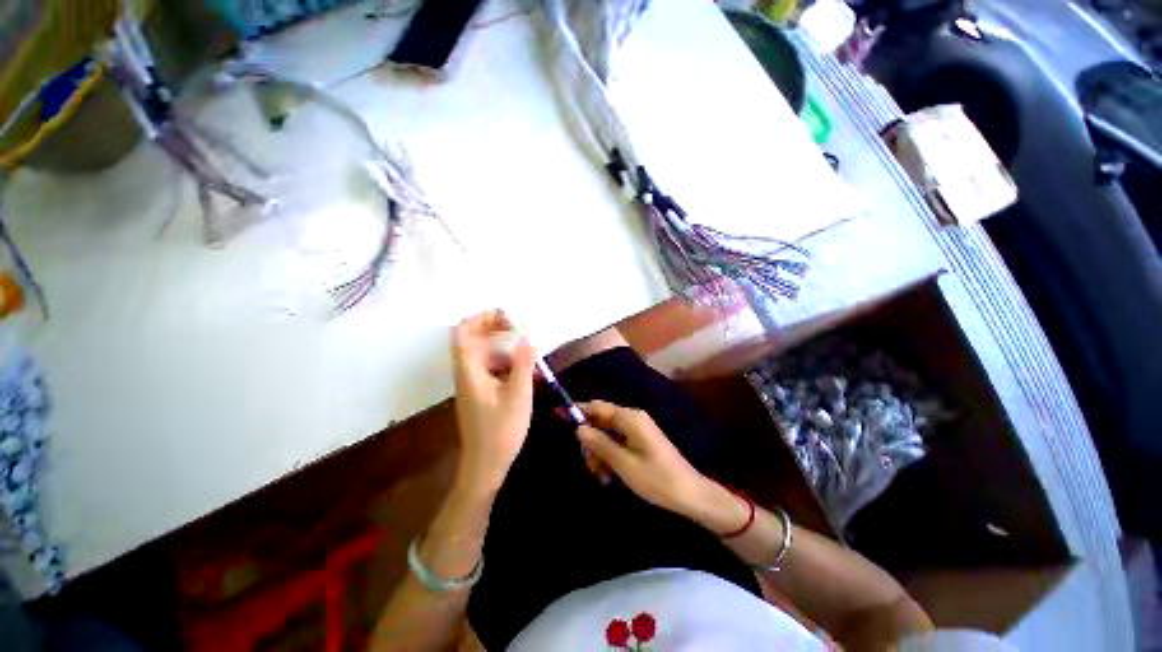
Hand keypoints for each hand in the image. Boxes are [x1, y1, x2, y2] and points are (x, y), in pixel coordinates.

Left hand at [452, 310, 535, 492]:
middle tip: (523, 329)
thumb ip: (522, 363)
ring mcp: (474, 384)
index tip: (507, 318)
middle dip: (498, 330)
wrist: (485, 466)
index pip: (463, 332)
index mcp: (470, 370)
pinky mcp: (482, 393)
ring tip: (531, 353)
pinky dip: (509, 366)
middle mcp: (467, 373)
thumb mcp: (518, 394)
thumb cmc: (501, 431)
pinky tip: (528, 373)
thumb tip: (528, 336)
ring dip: (507, 350)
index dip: (482, 318)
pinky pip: (493, 370)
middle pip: (475, 339)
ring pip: (487, 355)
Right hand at [575, 400, 713, 517]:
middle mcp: (633, 418)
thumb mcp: (623, 464)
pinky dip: (610, 456)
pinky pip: (618, 442)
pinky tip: (610, 476)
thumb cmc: (657, 479)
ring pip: (607, 434)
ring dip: (600, 452)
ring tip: (601, 476)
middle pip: (601, 421)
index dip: (578, 411)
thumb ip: (600, 444)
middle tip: (589, 466)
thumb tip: (579, 428)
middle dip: (591, 442)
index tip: (559, 419)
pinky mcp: (641, 441)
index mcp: (630, 418)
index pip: (597, 407)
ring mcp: (638, 430)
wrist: (691, 495)